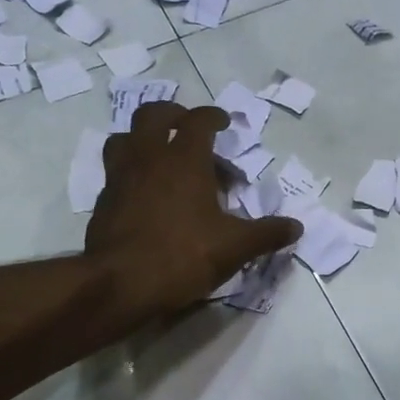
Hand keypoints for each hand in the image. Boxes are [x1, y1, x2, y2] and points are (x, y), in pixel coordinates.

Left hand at [84, 102, 301, 313]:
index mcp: (184, 160)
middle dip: (173, 114)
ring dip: (143, 139)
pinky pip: (115, 172)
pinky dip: (131, 172)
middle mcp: (149, 158)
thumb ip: (266, 234)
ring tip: (161, 156)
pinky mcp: (103, 201)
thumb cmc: (182, 255)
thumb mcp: (234, 247)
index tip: (224, 123)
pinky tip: (145, 194)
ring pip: (125, 138)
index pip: (198, 121)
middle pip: (153, 115)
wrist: (119, 284)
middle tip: (188, 128)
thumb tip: (297, 227)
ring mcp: (120, 178)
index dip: (213, 116)